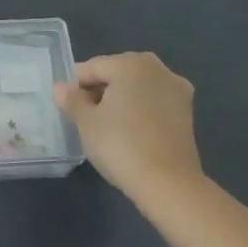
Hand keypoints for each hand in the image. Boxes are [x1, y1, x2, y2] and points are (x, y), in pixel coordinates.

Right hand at [55, 52, 200, 197]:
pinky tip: (130, 133)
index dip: (76, 86)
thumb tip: (61, 88)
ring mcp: (177, 90)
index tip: (69, 109)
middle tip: (87, 118)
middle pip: (117, 73)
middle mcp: (158, 69)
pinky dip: (140, 111)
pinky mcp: (187, 113)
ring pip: (137, 88)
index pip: (93, 67)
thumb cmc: (120, 144)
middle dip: (100, 91)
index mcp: (131, 63)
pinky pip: (153, 103)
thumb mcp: (86, 122)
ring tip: (108, 128)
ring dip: (121, 101)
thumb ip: (72, 100)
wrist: (168, 183)